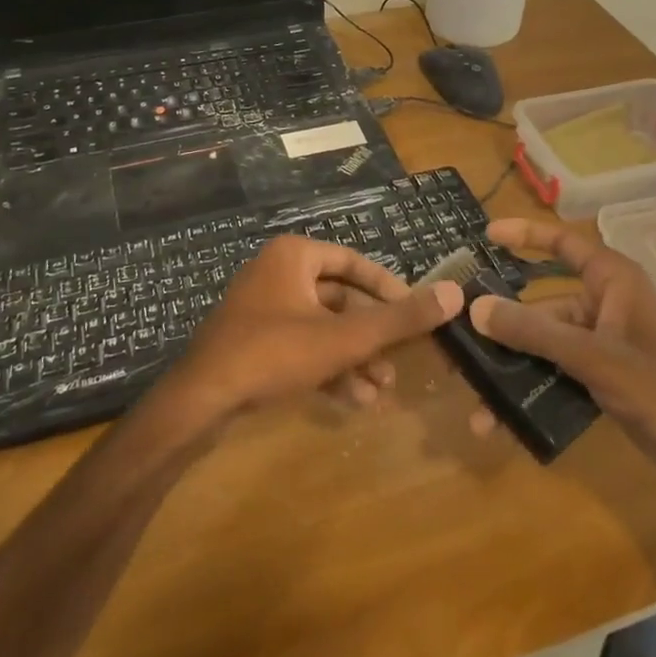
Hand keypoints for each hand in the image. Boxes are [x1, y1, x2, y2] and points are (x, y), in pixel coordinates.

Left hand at [157, 235, 462, 426]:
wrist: (200, 400)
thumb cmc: (273, 353)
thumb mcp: (343, 338)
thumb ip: (399, 318)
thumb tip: (455, 294)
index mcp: (295, 256)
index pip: (355, 263)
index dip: (390, 289)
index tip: (418, 314)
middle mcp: (279, 273)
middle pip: (341, 300)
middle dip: (373, 336)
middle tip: (403, 361)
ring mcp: (264, 309)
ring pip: (324, 329)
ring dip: (355, 358)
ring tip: (384, 389)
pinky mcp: (255, 342)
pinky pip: (303, 347)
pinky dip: (329, 368)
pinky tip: (356, 400)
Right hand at [468, 218, 655, 486]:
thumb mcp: (594, 356)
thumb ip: (534, 332)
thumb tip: (475, 308)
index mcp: (613, 281)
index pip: (563, 243)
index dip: (525, 235)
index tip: (486, 235)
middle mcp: (604, 305)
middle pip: (542, 303)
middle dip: (503, 322)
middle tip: (458, 334)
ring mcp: (603, 344)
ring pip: (545, 344)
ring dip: (512, 367)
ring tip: (473, 394)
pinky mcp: (602, 377)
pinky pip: (556, 373)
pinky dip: (531, 389)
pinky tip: (501, 420)